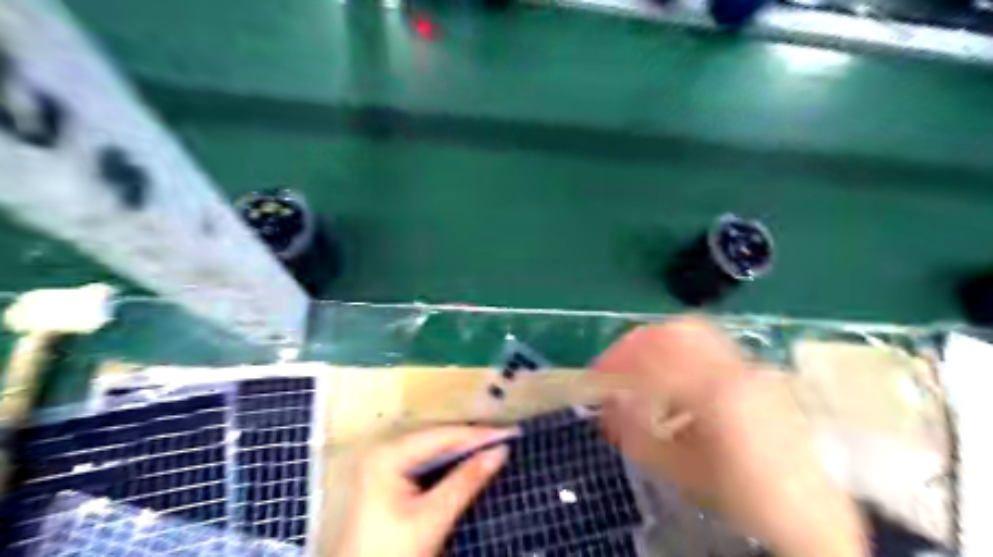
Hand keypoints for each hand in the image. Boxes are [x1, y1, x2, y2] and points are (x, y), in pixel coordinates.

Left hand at [335, 426, 512, 556]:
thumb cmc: (393, 552)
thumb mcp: (433, 517)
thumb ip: (467, 481)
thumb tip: (499, 451)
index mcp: (389, 455)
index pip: (442, 436)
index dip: (477, 434)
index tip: (508, 433)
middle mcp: (385, 451)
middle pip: (437, 439)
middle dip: (471, 440)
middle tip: (505, 438)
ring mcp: (384, 464)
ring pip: (433, 449)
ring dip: (462, 450)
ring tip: (493, 445)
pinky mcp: (388, 478)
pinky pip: (425, 462)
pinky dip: (449, 462)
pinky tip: (468, 461)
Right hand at [592, 316, 865, 555]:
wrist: (813, 515)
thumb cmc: (744, 498)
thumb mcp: (683, 472)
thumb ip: (639, 435)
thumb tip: (608, 406)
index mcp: (718, 395)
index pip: (655, 360)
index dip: (619, 363)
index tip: (598, 376)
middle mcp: (737, 370)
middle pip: (679, 330)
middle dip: (639, 342)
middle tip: (618, 364)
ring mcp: (752, 368)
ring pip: (697, 334)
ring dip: (660, 345)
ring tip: (642, 370)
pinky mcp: (758, 374)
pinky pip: (711, 349)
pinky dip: (682, 355)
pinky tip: (677, 385)